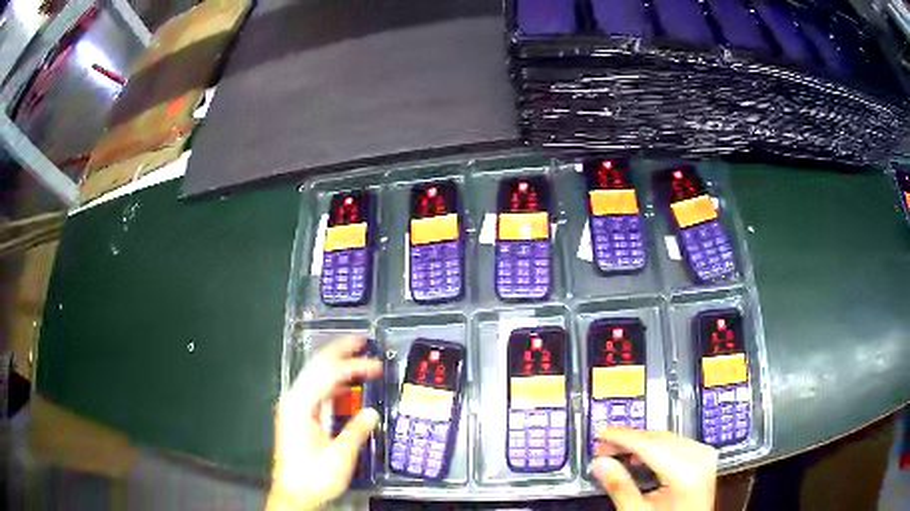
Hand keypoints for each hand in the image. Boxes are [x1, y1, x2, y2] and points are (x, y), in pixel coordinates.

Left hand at [267, 336, 382, 510]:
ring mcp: (294, 407)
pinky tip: (344, 385)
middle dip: (339, 352)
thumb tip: (371, 413)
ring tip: (356, 358)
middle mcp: (293, 401)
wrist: (293, 493)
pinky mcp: (297, 416)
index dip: (353, 366)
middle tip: (361, 341)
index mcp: (300, 406)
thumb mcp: (339, 457)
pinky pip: (316, 391)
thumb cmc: (312, 476)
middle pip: (316, 366)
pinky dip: (332, 384)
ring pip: (315, 376)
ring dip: (336, 366)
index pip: (328, 374)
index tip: (374, 365)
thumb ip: (355, 431)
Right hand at [591, 428, 717, 510]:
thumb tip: (601, 464)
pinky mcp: (704, 459)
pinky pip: (677, 444)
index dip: (622, 437)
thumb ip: (620, 487)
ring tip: (618, 452)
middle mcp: (700, 459)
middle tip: (603, 446)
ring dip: (641, 443)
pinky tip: (641, 456)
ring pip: (667, 439)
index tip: (602, 433)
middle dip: (629, 440)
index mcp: (687, 472)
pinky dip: (656, 448)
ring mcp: (705, 457)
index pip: (649, 444)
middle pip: (659, 438)